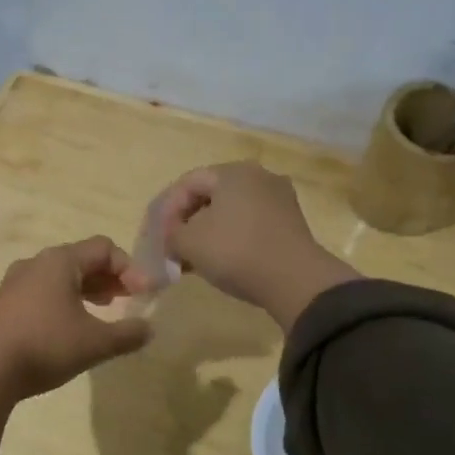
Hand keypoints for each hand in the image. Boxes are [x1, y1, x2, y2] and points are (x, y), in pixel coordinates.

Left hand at [0, 237, 151, 448]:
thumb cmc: (46, 346)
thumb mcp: (96, 343)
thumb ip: (128, 334)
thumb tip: (148, 329)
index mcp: (60, 261)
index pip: (105, 248)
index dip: (130, 269)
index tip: (143, 296)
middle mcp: (37, 262)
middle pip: (83, 258)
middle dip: (110, 277)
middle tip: (128, 299)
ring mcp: (17, 280)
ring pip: (62, 274)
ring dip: (88, 288)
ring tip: (104, 309)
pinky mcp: (6, 301)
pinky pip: (45, 289)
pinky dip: (66, 298)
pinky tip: (73, 323)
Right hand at [160, 162, 360, 331]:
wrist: (297, 281)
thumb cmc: (237, 252)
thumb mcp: (189, 243)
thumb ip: (171, 234)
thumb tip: (172, 236)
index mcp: (233, 172)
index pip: (188, 182)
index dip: (167, 209)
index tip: (158, 236)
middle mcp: (259, 177)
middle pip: (211, 195)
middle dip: (187, 220)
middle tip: (173, 246)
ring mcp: (279, 199)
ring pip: (231, 211)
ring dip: (208, 231)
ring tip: (194, 258)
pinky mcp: (291, 223)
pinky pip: (250, 224)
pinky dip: (231, 238)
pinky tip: (221, 261)